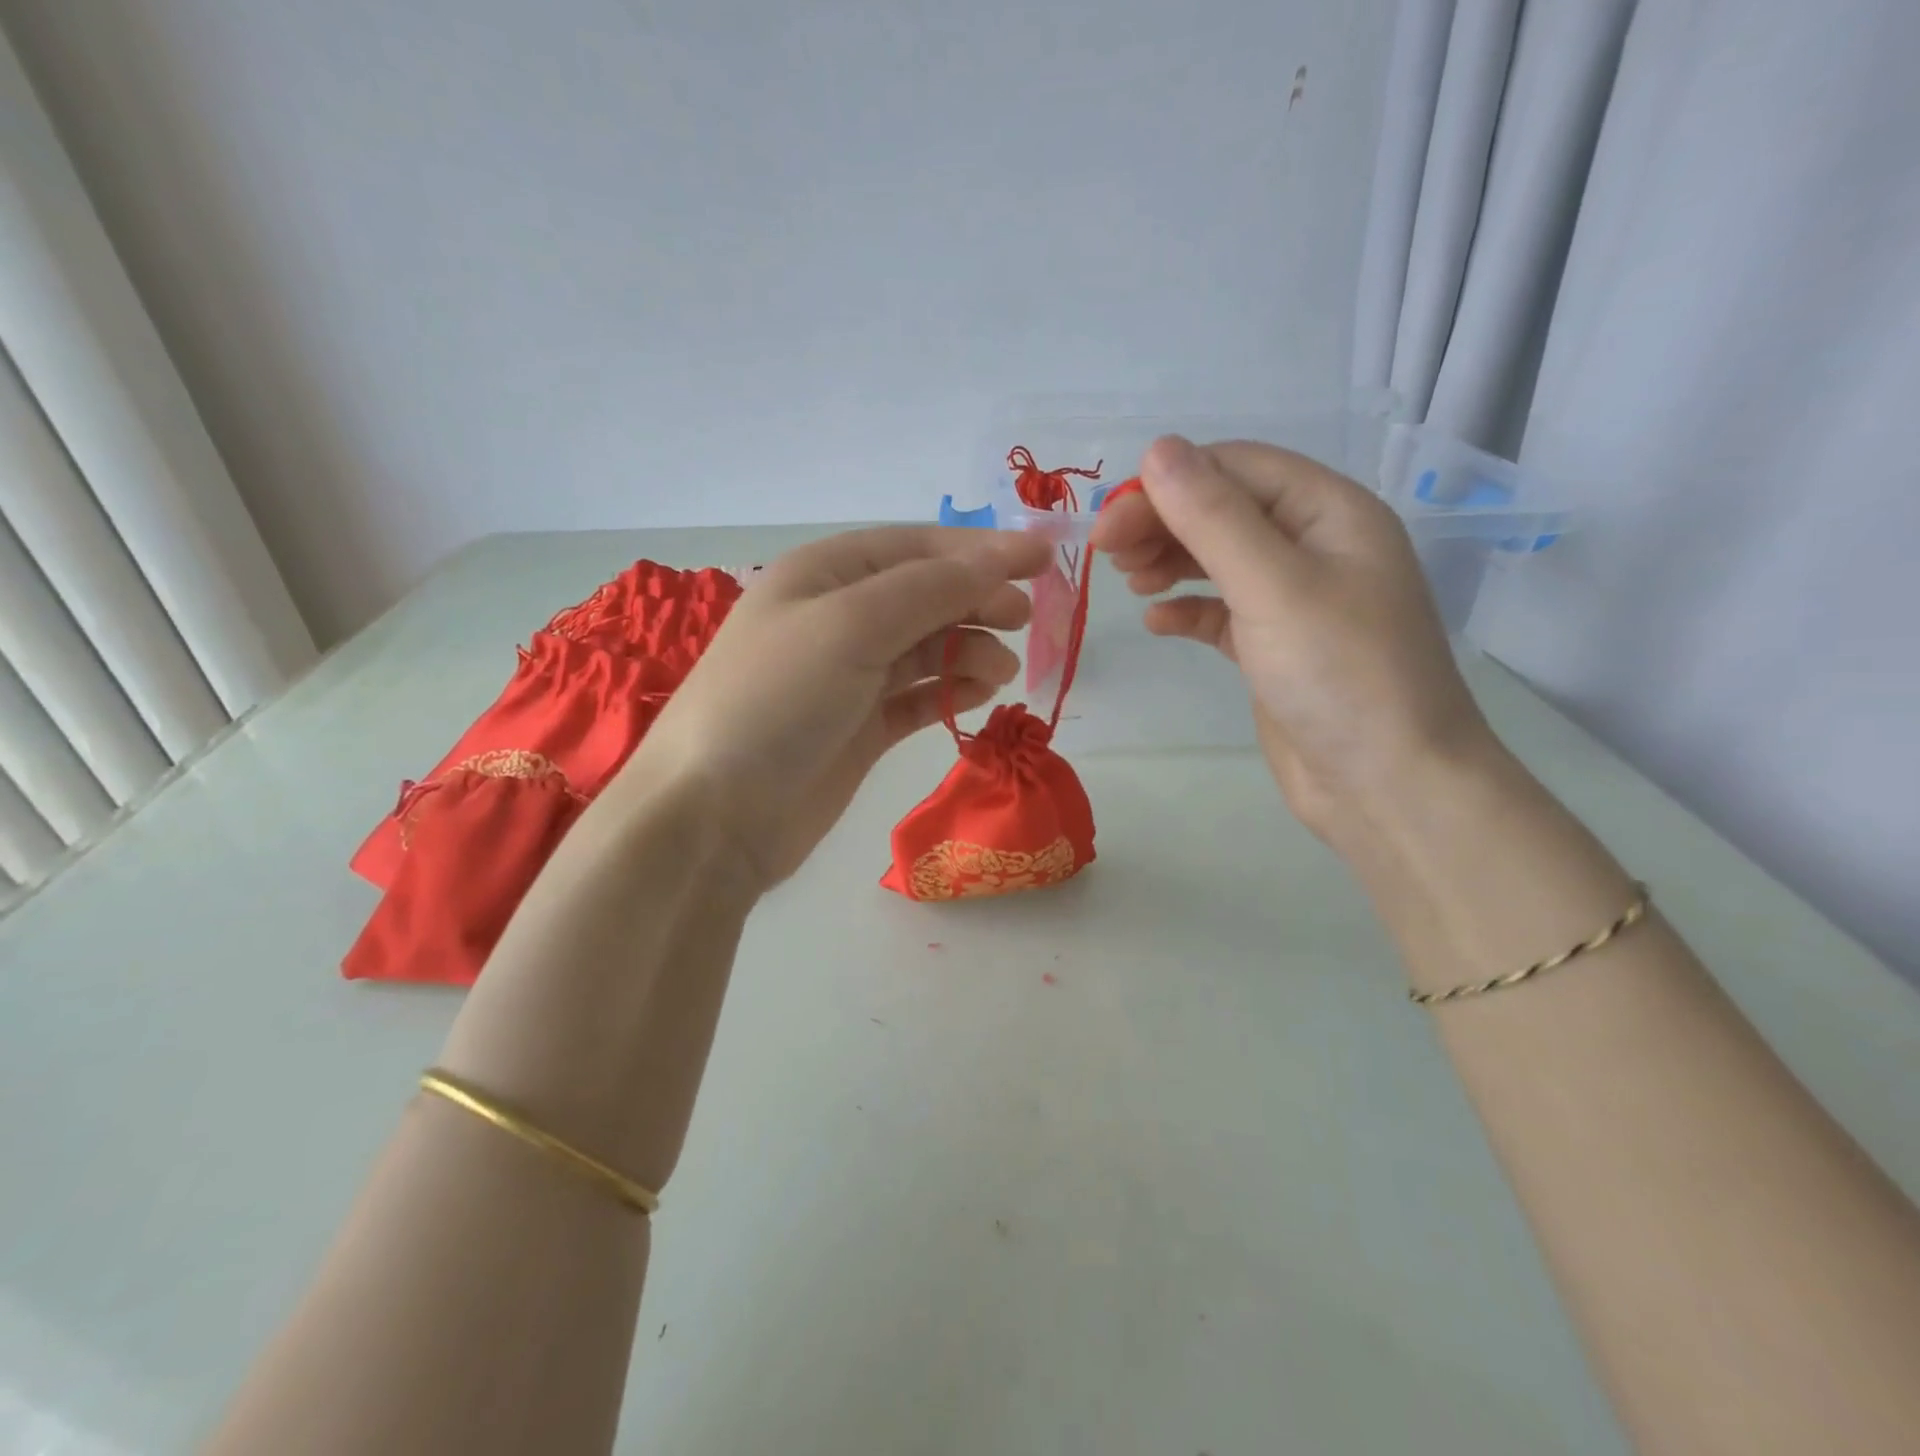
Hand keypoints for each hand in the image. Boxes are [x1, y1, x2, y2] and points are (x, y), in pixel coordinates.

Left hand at [629, 527, 1051, 887]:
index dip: (980, 550)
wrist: (715, 815)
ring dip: (969, 650)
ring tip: (999, 672)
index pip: (915, 547)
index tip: (1044, 559)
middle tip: (1024, 619)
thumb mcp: (852, 626)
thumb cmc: (777, 701)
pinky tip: (979, 696)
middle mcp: (837, 617)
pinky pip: (918, 696)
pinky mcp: (860, 728)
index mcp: (824, 574)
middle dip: (977, 600)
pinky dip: (949, 692)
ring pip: (926, 647)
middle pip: (925, 595)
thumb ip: (930, 590)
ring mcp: (849, 676)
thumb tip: (1000, 560)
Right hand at [1091, 436, 1501, 848]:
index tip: (1110, 520)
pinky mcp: (1276, 648)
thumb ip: (1213, 517)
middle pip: (1225, 511)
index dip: (1170, 483)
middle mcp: (1315, 547)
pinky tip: (1156, 621)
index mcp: (1330, 513)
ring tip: (1129, 581)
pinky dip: (1187, 610)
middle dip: (1164, 523)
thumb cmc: (1339, 674)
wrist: (1387, 785)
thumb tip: (1157, 449)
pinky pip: (1222, 612)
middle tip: (1106, 554)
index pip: (1237, 469)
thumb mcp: (1272, 585)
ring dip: (1171, 561)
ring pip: (1220, 560)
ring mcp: (1296, 601)